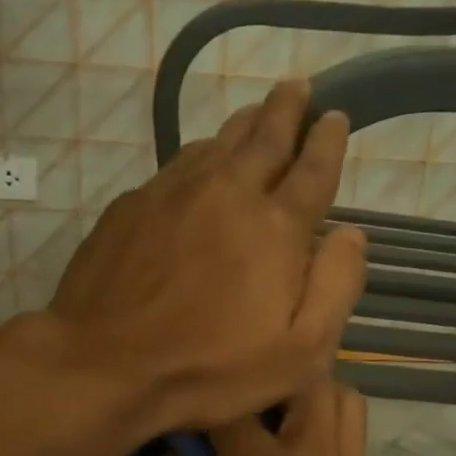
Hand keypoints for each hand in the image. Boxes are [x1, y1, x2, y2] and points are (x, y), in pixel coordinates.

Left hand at [44, 80, 365, 439]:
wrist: (104, 365)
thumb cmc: (209, 368)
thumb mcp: (299, 353)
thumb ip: (336, 287)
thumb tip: (351, 234)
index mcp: (275, 226)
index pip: (312, 169)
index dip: (328, 140)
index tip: (336, 116)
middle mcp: (227, 192)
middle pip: (265, 137)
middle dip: (287, 109)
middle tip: (299, 88)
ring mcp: (173, 192)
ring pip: (218, 142)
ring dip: (244, 124)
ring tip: (257, 112)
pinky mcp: (132, 205)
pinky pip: (177, 164)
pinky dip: (201, 153)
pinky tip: (201, 159)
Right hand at [157, 378, 372, 455]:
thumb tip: (174, 445)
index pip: (235, 415)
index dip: (206, 405)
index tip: (190, 410)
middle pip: (307, 382)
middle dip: (270, 380)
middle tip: (243, 399)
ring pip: (342, 396)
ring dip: (308, 393)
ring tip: (276, 413)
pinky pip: (351, 428)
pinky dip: (325, 418)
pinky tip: (296, 442)